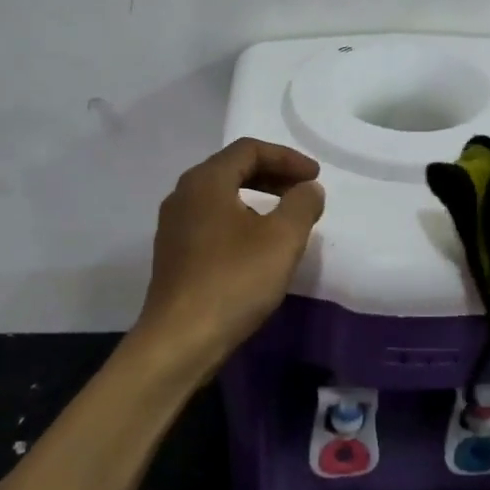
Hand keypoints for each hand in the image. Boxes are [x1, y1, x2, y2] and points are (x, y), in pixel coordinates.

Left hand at [134, 138, 325, 377]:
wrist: (180, 340)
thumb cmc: (234, 281)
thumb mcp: (282, 239)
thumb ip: (302, 205)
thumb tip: (309, 188)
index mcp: (205, 181)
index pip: (249, 149)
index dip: (287, 158)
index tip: (315, 176)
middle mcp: (183, 195)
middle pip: (232, 169)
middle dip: (273, 175)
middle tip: (304, 191)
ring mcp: (174, 226)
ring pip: (221, 196)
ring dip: (257, 198)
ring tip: (285, 218)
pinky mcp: (173, 254)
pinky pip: (212, 221)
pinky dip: (240, 219)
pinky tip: (257, 246)